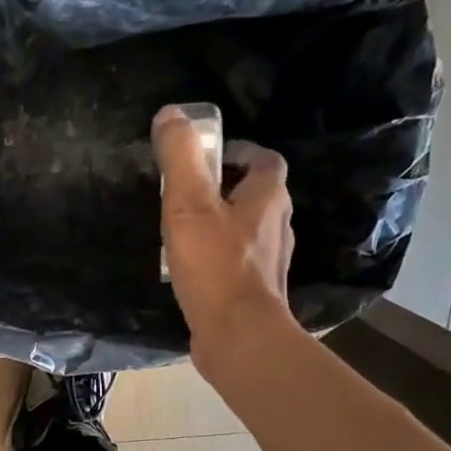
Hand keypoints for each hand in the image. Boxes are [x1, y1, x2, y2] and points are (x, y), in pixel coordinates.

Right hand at [154, 105, 296, 366]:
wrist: (238, 336)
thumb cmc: (216, 266)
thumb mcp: (188, 205)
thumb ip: (180, 158)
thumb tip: (171, 113)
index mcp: (268, 197)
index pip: (264, 160)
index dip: (238, 152)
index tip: (205, 158)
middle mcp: (278, 225)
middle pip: (256, 194)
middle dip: (225, 189)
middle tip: (186, 193)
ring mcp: (270, 261)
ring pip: (247, 230)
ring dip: (222, 224)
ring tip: (184, 230)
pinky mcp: (256, 291)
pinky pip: (237, 262)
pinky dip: (219, 257)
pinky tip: (192, 269)